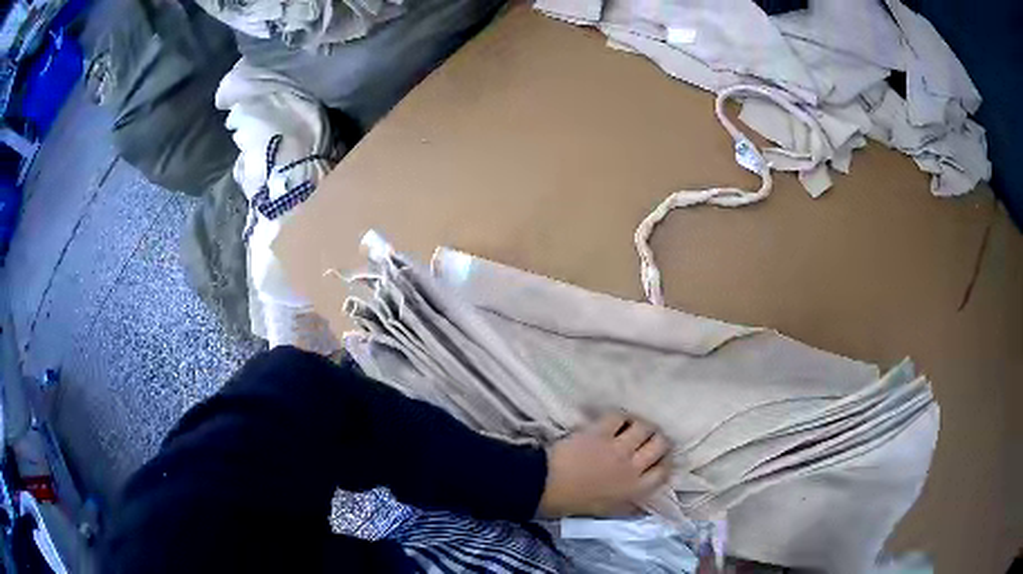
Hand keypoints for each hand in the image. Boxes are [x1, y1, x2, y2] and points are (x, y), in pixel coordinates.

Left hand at [538, 413, 671, 517]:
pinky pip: (619, 417)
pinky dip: (620, 417)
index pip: (663, 472)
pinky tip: (617, 420)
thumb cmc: (575, 503)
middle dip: (658, 439)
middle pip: (659, 445)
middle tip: (650, 438)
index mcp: (635, 489)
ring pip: (644, 428)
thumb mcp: (608, 511)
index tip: (660, 458)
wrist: (546, 486)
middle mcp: (633, 467)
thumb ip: (629, 505)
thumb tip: (642, 504)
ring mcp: (618, 448)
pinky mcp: (600, 432)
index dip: (665, 462)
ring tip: (635, 426)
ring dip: (642, 425)